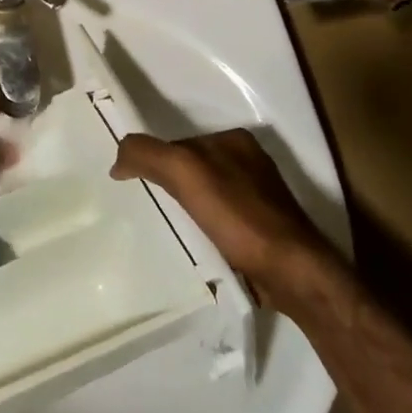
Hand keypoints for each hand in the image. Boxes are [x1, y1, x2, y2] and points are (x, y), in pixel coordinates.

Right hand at [111, 129, 337, 310]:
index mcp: (235, 140)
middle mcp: (251, 161)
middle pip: (195, 167)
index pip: (180, 143)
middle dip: (173, 184)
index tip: (140, 186)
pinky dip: (208, 227)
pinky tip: (203, 244)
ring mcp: (262, 195)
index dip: (158, 161)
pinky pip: (225, 218)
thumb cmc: (239, 216)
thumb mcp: (185, 173)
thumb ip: (149, 155)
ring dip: (190, 208)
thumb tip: (119, 157)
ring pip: (210, 193)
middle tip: (153, 210)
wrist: (292, 272)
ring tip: (175, 230)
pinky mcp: (267, 228)